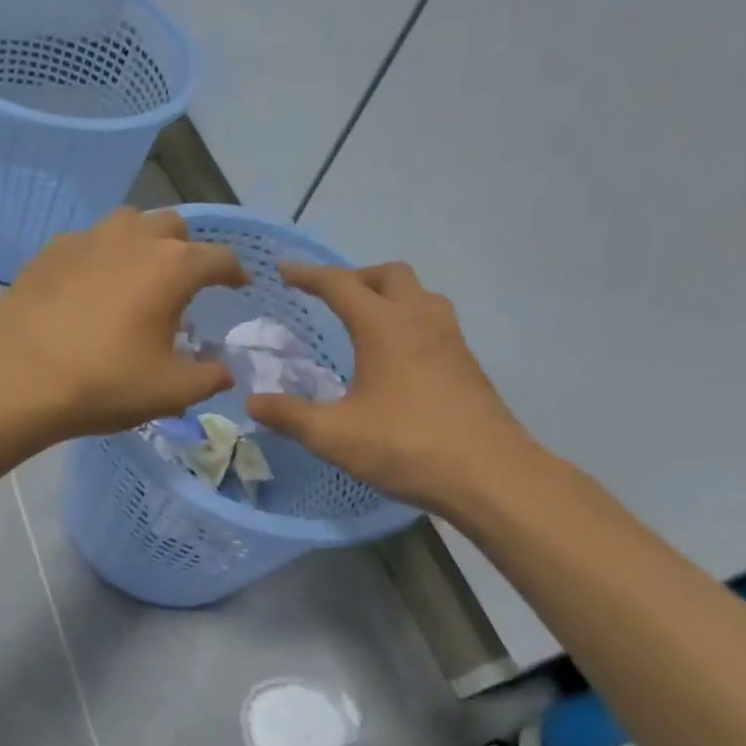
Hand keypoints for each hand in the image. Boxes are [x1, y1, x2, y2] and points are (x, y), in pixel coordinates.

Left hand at [0, 208, 245, 440]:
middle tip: (183, 283)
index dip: (234, 271)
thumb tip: (224, 370)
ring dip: (143, 242)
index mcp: (172, 266)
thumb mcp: (170, 391)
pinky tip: (91, 286)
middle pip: (173, 226)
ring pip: (128, 223)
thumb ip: (209, 377)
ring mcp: (87, 239)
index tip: (238, 284)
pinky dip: (101, 256)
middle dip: (187, 249)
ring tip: (138, 275)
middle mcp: (134, 238)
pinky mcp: (50, 251)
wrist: (19, 379)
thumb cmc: (104, 383)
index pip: (219, 257)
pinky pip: (88, 241)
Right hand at [244, 261, 543, 510]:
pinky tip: (396, 356)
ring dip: (387, 295)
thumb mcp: (335, 436)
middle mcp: (420, 320)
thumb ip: (290, 416)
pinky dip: (407, 320)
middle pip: (388, 275)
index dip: (308, 274)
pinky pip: (433, 321)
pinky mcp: (467, 364)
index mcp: (384, 327)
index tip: (283, 269)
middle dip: (354, 277)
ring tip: (364, 320)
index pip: (340, 285)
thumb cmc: (408, 446)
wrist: (492, 476)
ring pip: (418, 294)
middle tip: (329, 296)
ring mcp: (450, 340)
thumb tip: (253, 401)